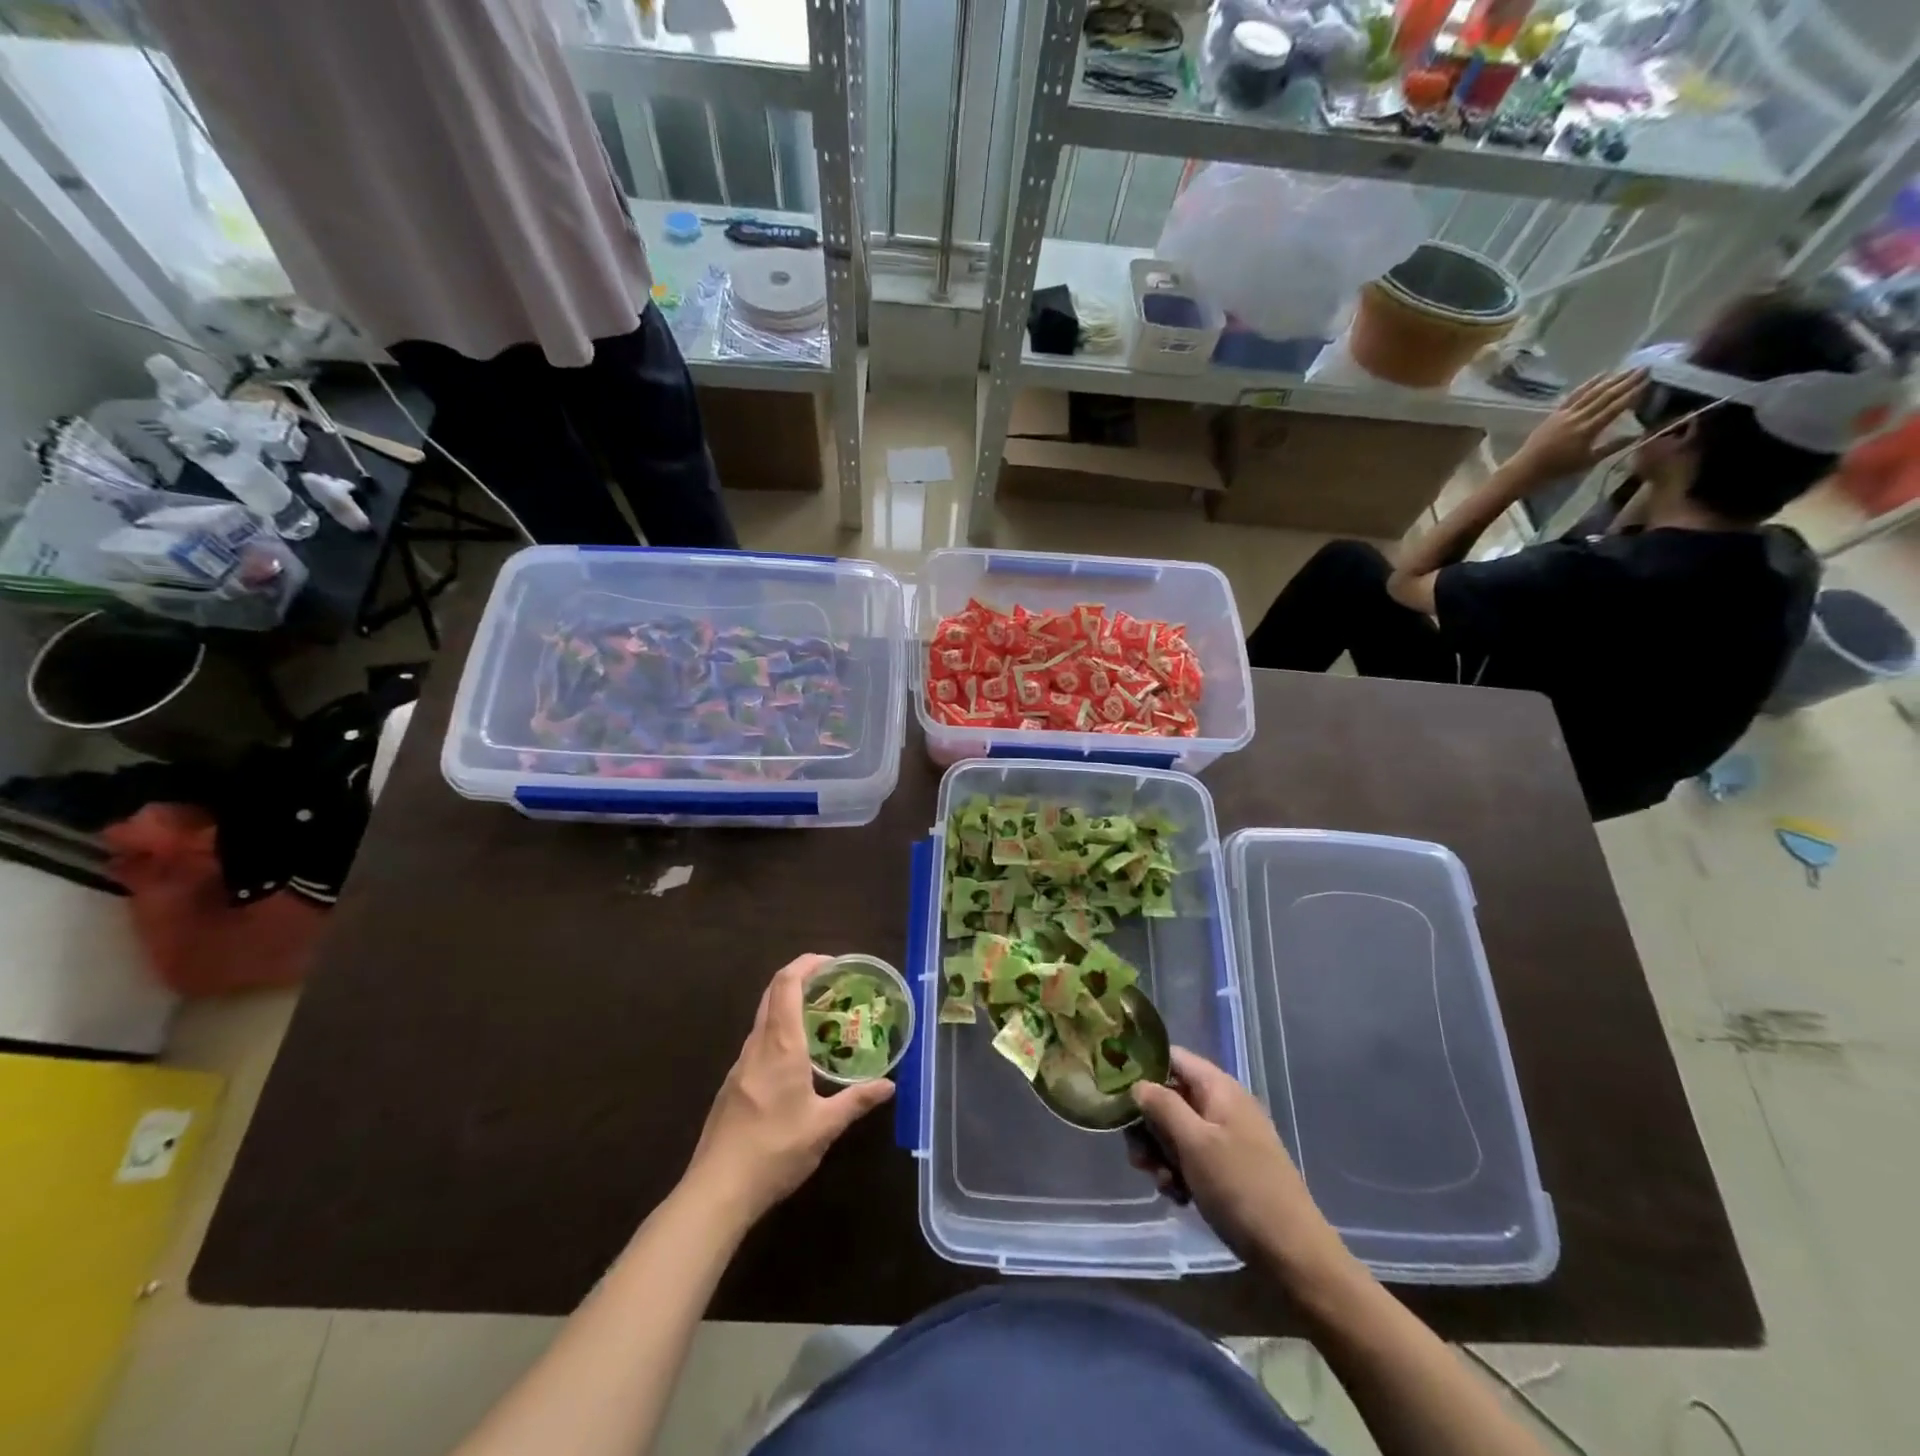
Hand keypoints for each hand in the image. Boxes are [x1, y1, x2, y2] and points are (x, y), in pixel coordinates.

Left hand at [684, 954, 894, 1222]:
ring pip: (764, 1020)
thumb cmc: (774, 1151)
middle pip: (772, 995)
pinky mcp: (732, 1086)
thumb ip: (856, 1101)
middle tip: (832, 988)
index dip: (806, 964)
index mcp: (780, 1045)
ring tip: (821, 1022)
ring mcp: (740, 1066)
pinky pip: (758, 1044)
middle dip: (801, 981)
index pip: (786, 984)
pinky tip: (797, 1062)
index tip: (832, 963)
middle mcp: (757, 1046)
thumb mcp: (824, 1127)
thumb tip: (889, 1085)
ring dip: (789, 1009)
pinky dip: (779, 1034)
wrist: (716, 1191)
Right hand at [1131, 1048, 1347, 1281]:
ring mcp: (1228, 1138)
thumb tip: (1138, 1084)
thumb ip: (1162, 1106)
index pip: (1172, 1058)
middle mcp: (1223, 1105)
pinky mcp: (1230, 1168)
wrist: (1293, 1254)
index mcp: (1219, 1088)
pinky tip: (1178, 1197)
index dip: (1142, 1069)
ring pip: (1178, 1131)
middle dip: (1149, 1125)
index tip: (1117, 1095)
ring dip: (1162, 1154)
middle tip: (1137, 1157)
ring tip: (1162, 1183)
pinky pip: (1193, 1157)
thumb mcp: (1194, 1143)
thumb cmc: (1241, 1188)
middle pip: (1170, 1097)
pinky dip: (1180, 1172)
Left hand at [1510, 369, 1648, 483]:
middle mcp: (1578, 417)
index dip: (1633, 393)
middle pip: (1606, 395)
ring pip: (1592, 392)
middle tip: (1646, 368)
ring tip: (1629, 369)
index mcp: (1588, 430)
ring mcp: (1565, 413)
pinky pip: (1574, 395)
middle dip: (1627, 381)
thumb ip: (1612, 447)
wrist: (1526, 468)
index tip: (1650, 381)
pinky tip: (1601, 375)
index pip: (1616, 407)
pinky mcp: (1555, 413)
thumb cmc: (1557, 469)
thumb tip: (1636, 435)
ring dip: (1611, 379)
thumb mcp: (1588, 461)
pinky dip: (1588, 384)